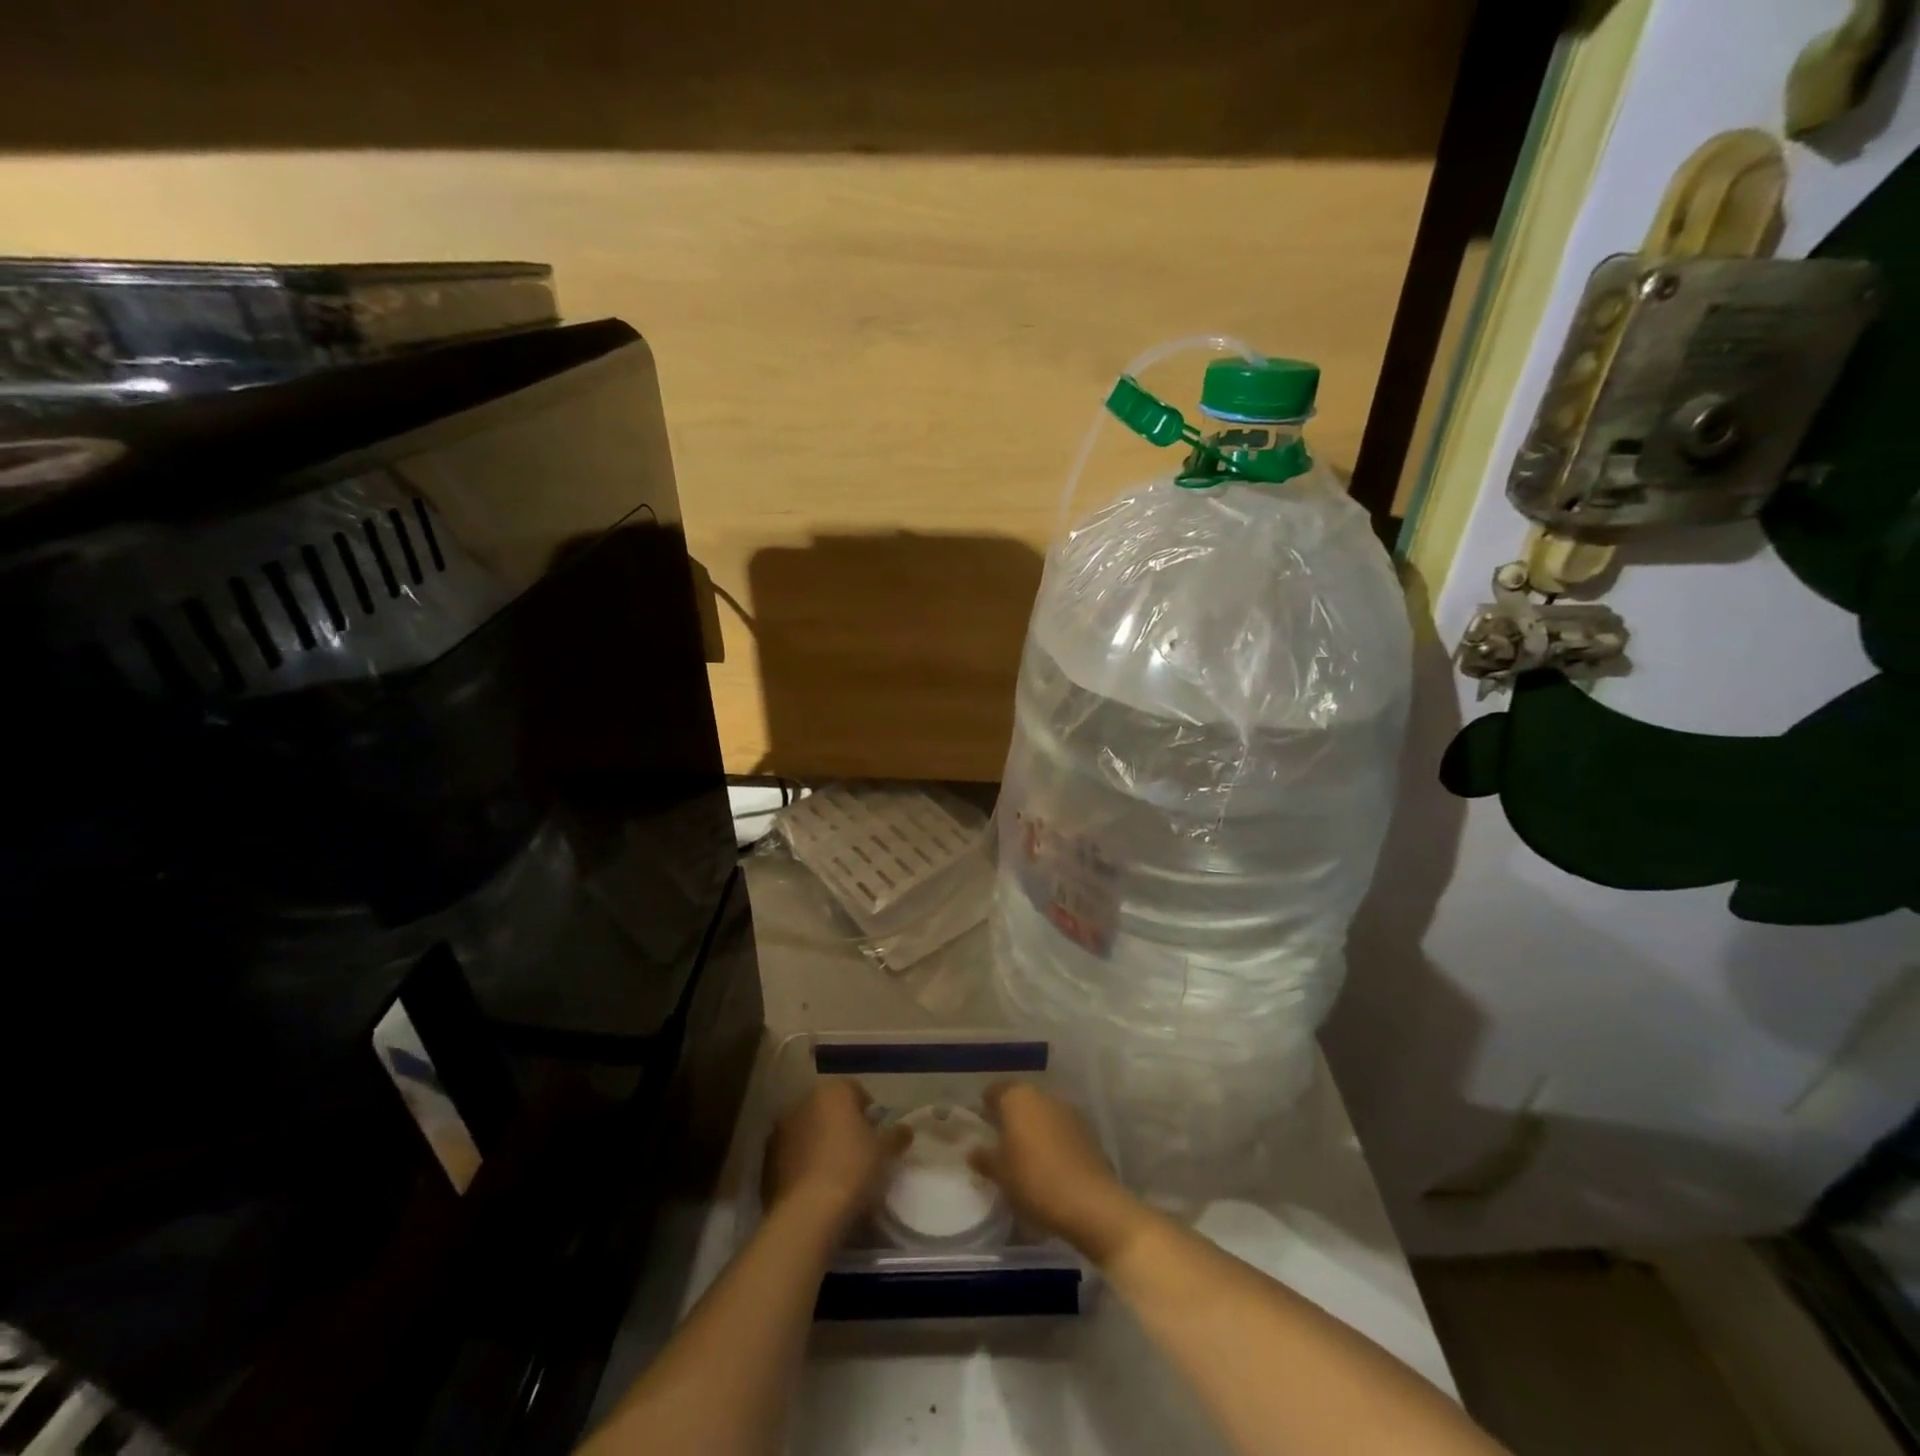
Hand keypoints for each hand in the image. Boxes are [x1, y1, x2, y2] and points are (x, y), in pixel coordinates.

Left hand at [763, 1079, 908, 1226]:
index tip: (875, 1136)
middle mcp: (803, 1101)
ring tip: (834, 1172)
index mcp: (832, 1091)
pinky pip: (791, 1154)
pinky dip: (801, 1162)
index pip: (855, 1091)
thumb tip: (905, 1129)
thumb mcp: (884, 1152)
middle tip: (857, 1153)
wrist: (807, 1213)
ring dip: (819, 1142)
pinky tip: (814, 1186)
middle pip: (828, 1108)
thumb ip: (896, 1135)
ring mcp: (780, 1130)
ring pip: (807, 1130)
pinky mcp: (766, 1159)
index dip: (868, 1112)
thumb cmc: (852, 1170)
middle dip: (841, 1125)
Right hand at [971, 1081, 1148, 1264]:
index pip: (994, 1092)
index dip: (985, 1109)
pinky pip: (1060, 1128)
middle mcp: (1043, 1095)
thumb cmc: (1034, 1181)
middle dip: (1010, 1118)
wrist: (1090, 1202)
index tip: (980, 1128)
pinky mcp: (1086, 1130)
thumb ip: (984, 1158)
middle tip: (1000, 1144)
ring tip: (1025, 1156)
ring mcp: (1068, 1110)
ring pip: (1041, 1113)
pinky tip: (1049, 1164)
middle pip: (1020, 1100)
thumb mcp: (1000, 1174)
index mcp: (1017, 1098)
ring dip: (1033, 1128)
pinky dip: (1052, 1139)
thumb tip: (973, 1151)